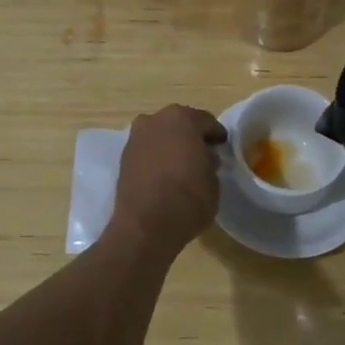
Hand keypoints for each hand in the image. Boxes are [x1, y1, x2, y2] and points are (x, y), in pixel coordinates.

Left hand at [111, 104, 226, 249]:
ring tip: (182, 166)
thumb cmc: (188, 198)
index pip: (205, 121)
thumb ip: (210, 163)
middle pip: (179, 124)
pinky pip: (146, 151)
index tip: (222, 146)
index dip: (216, 134)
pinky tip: (164, 174)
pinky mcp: (123, 158)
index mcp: (182, 118)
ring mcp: (135, 138)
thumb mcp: (213, 181)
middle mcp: (155, 120)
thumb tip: (204, 158)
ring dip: (170, 146)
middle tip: (202, 154)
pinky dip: (156, 158)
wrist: (145, 226)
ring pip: (160, 136)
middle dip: (191, 136)